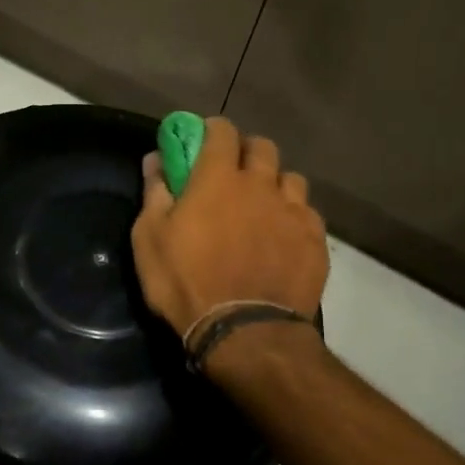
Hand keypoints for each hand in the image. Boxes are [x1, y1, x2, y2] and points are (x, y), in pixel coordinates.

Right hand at [132, 116, 329, 340]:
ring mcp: (293, 211)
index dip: (212, 131)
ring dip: (275, 184)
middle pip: (262, 147)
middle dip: (247, 152)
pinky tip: (284, 238)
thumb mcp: (150, 239)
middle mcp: (260, 184)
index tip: (202, 141)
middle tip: (233, 174)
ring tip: (263, 207)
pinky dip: (294, 217)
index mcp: (218, 177)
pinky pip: (308, 213)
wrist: (245, 333)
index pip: (222, 130)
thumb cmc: (186, 283)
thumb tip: (156, 159)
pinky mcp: (315, 240)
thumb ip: (155, 192)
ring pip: (291, 178)